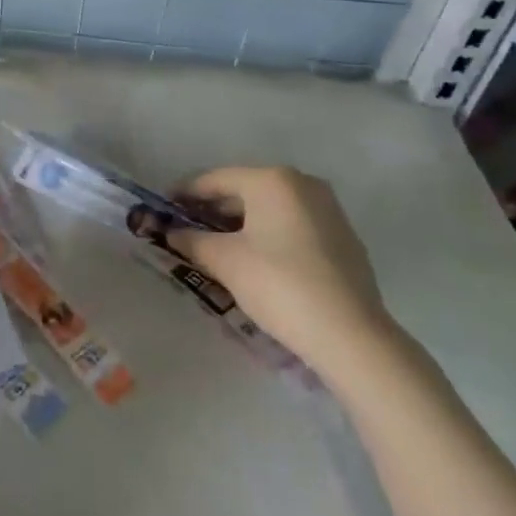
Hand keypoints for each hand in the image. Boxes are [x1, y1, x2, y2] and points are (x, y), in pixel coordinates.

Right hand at [168, 166, 394, 372]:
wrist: (351, 335)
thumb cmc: (280, 284)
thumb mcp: (226, 262)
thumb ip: (193, 241)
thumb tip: (171, 234)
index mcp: (273, 180)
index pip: (216, 179)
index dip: (185, 194)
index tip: (163, 209)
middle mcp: (303, 184)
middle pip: (245, 191)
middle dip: (213, 211)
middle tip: (187, 232)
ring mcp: (328, 210)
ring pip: (270, 209)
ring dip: (241, 225)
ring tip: (217, 248)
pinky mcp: (343, 238)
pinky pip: (293, 226)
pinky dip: (269, 236)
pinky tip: (256, 262)